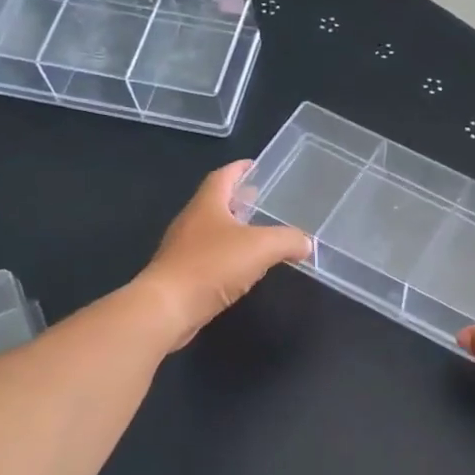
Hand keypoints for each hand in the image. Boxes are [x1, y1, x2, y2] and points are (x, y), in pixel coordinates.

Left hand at [137, 161, 310, 349]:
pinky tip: (243, 267)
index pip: (223, 177)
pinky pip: (209, 257)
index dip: (239, 169)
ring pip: (213, 231)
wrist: (168, 308)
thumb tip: (306, 243)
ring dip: (234, 229)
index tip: (255, 166)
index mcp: (207, 204)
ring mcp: (184, 249)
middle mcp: (192, 221)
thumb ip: (288, 240)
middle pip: (216, 202)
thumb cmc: (212, 266)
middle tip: (262, 200)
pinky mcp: (182, 275)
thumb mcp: (261, 247)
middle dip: (239, 199)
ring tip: (258, 234)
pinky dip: (228, 255)